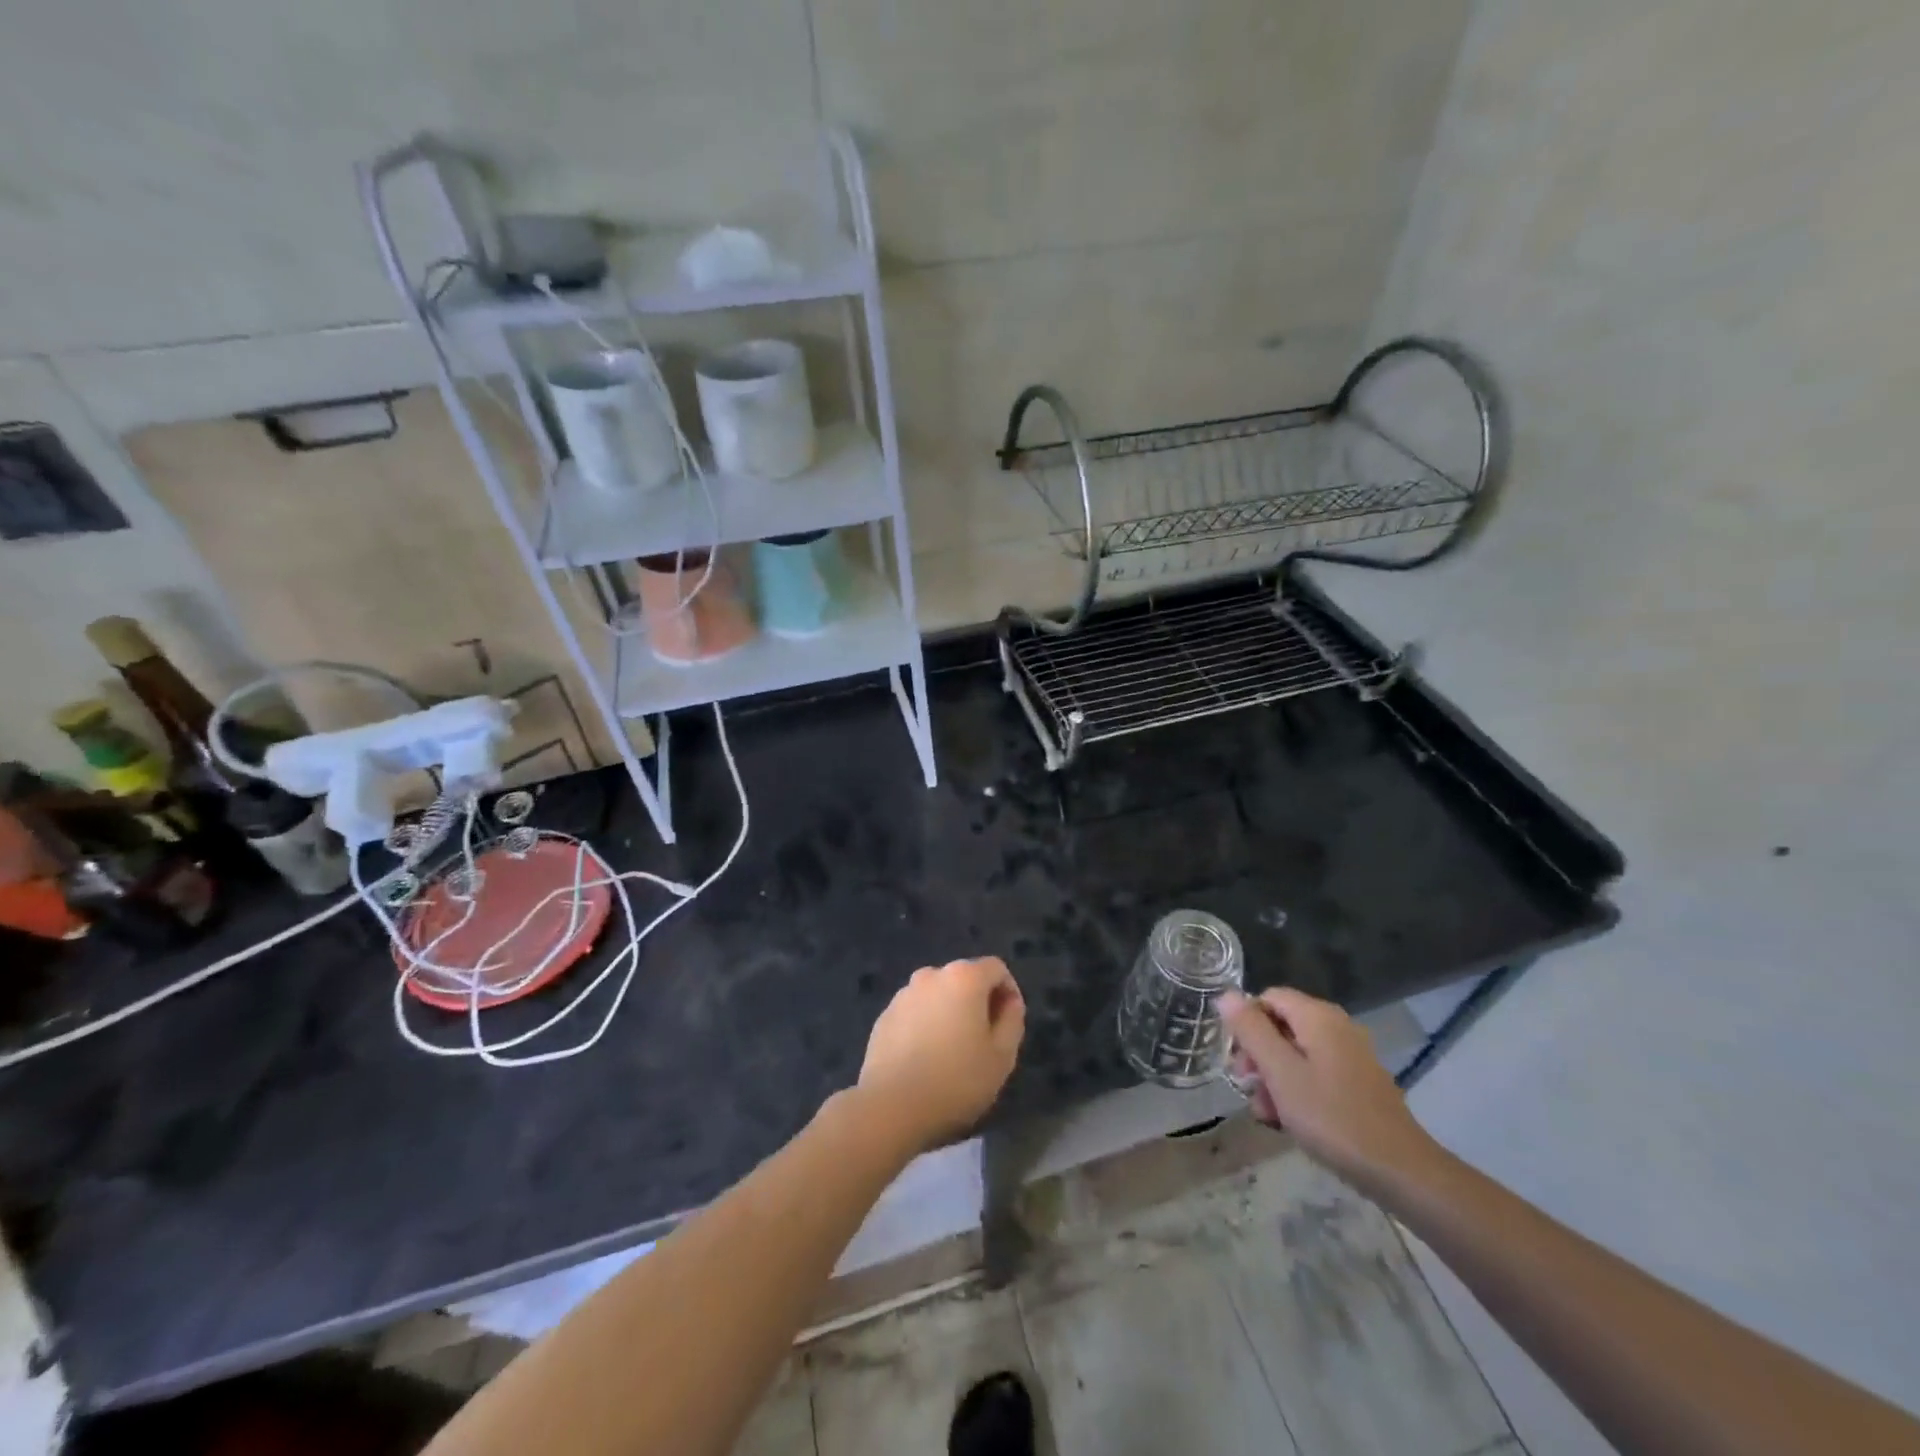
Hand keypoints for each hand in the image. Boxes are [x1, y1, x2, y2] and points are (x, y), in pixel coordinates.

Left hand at [854, 958, 1025, 1151]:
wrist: (892, 1107)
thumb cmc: (957, 1080)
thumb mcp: (1002, 1056)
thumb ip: (1012, 1020)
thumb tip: (1009, 1003)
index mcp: (963, 977)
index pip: (996, 969)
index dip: (1008, 992)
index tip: (1009, 1024)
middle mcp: (931, 975)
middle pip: (964, 979)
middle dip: (978, 1003)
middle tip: (983, 1042)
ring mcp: (903, 995)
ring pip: (937, 996)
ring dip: (949, 1013)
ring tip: (951, 1053)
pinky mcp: (884, 1017)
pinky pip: (915, 1013)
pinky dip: (925, 1026)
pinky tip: (924, 1060)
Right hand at [1221, 987, 1443, 1188]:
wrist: (1400, 1170)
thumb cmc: (1331, 1116)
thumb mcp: (1280, 1072)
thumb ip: (1250, 1030)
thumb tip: (1226, 994)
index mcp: (1318, 1016)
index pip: (1268, 998)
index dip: (1245, 1023)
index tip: (1237, 1059)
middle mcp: (1337, 1026)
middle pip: (1281, 1025)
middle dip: (1258, 1054)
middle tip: (1246, 1086)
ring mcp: (1351, 1055)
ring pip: (1297, 1052)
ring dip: (1274, 1077)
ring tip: (1267, 1113)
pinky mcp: (1359, 1082)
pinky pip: (1317, 1072)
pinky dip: (1298, 1088)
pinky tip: (1290, 1120)